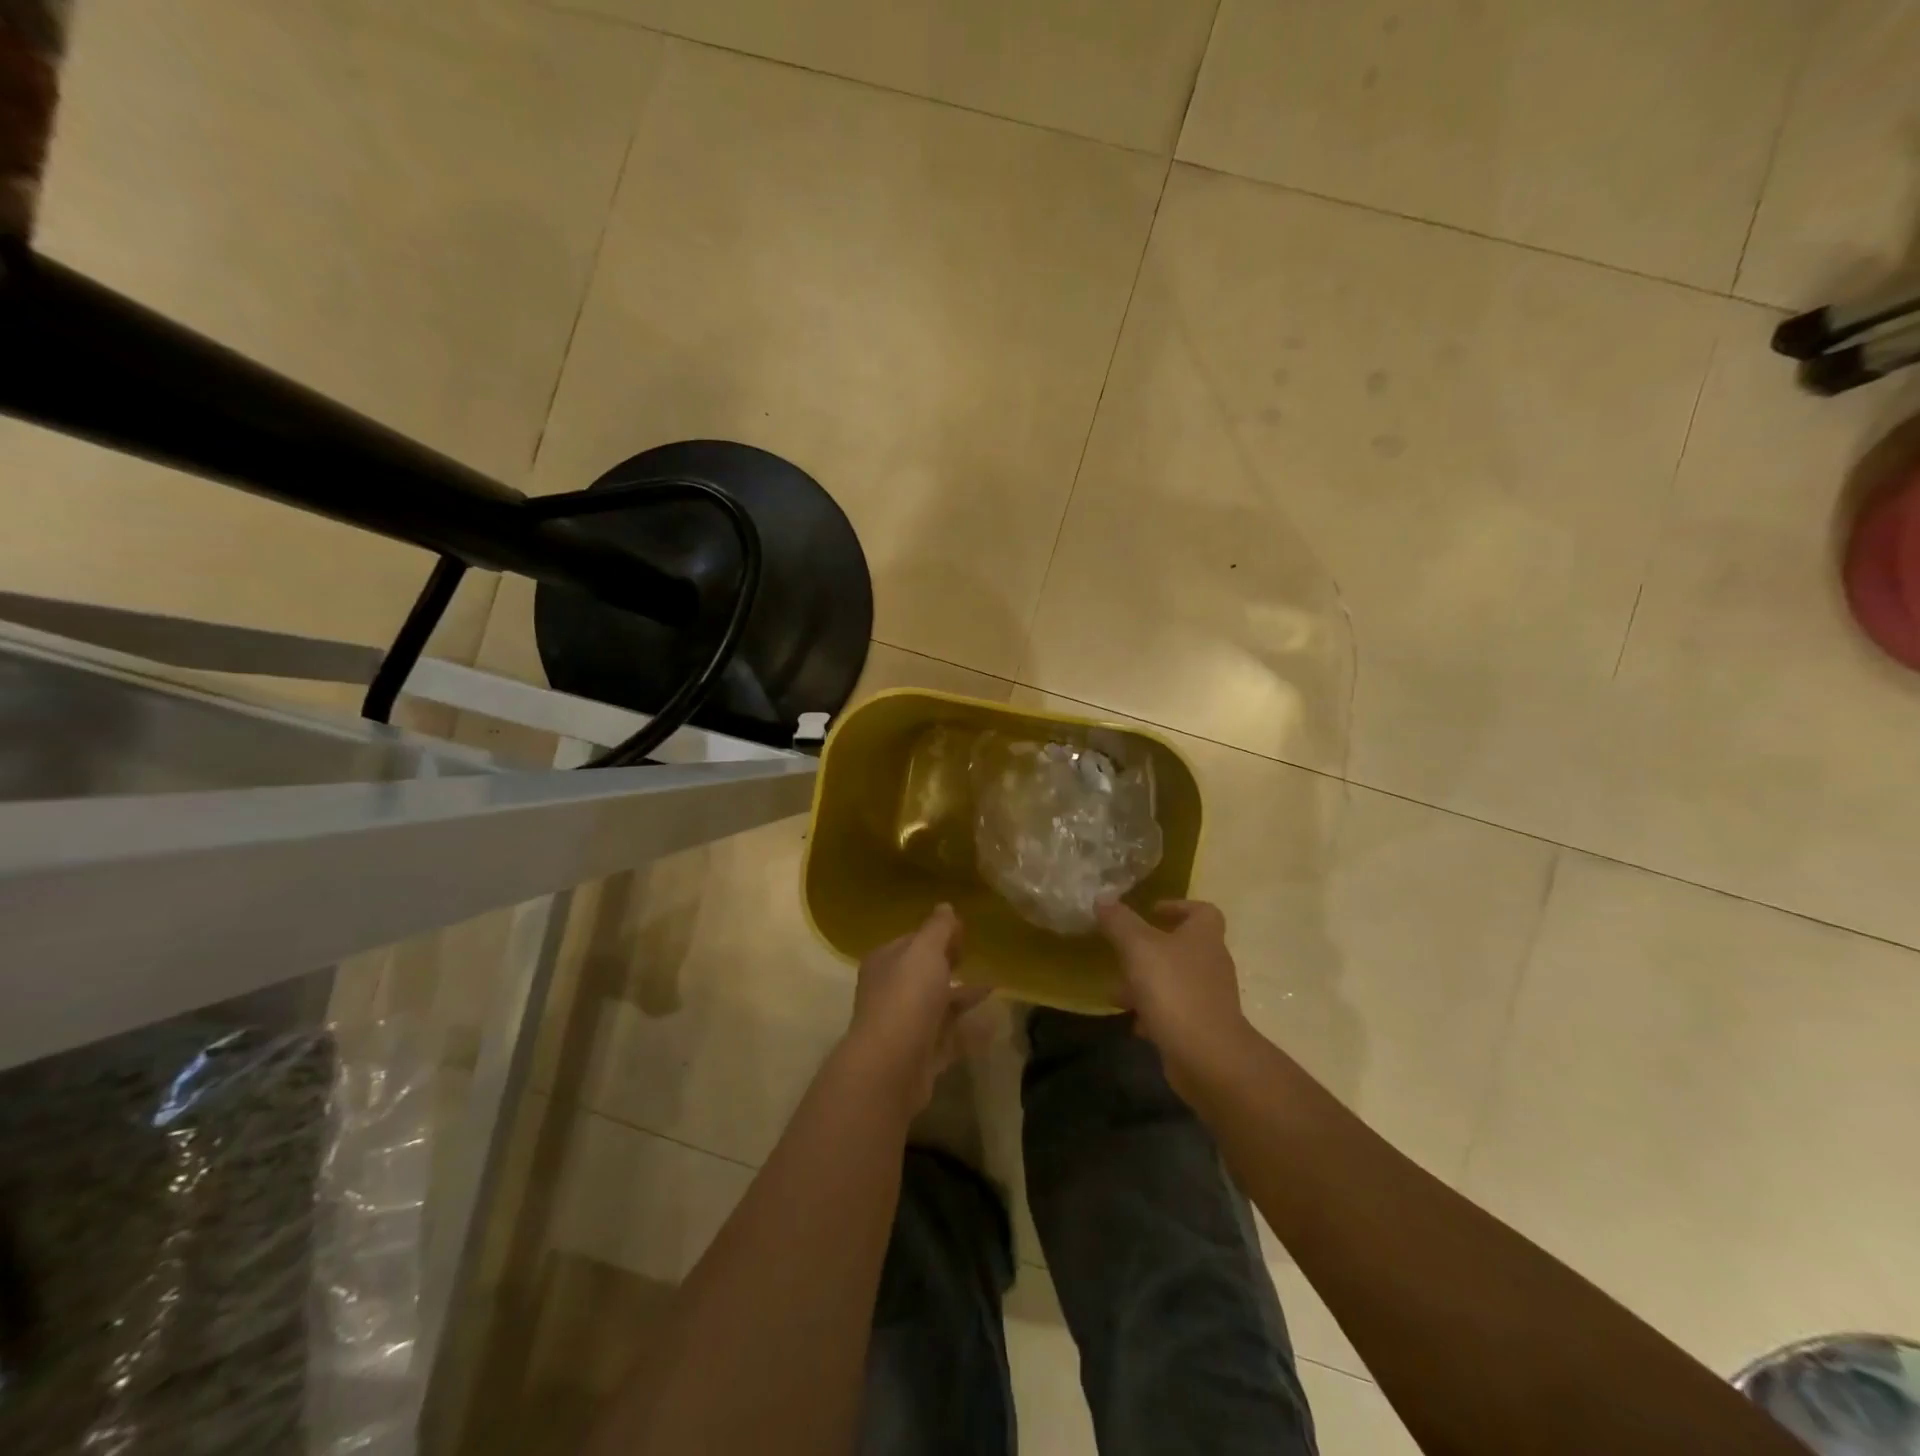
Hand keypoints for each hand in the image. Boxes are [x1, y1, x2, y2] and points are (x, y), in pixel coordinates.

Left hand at [844, 904, 986, 1110]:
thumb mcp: (925, 950)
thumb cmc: (907, 997)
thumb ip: (938, 928)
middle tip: (977, 956)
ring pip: (938, 1005)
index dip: (937, 934)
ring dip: (963, 996)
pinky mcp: (921, 1055)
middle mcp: (891, 991)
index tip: (965, 932)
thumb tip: (945, 906)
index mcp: (886, 962)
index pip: (913, 941)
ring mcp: (905, 1025)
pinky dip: (970, 1031)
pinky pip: (950, 1038)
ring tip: (994, 987)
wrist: (892, 1066)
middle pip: (924, 973)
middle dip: (949, 964)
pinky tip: (994, 1024)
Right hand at [1096, 899, 1250, 1091]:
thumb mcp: (1138, 948)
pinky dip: (1154, 1013)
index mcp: (1203, 937)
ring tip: (1117, 994)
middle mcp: (1211, 963)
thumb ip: (1119, 922)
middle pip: (1183, 947)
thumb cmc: (1174, 990)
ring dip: (1146, 984)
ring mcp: (1209, 998)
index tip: (1152, 911)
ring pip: (1174, 981)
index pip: (1202, 911)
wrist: (1208, 1057)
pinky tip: (1134, 1023)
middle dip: (1149, 950)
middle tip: (1122, 955)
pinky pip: (1175, 1011)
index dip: (1178, 906)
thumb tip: (1102, 898)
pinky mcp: (1203, 1028)